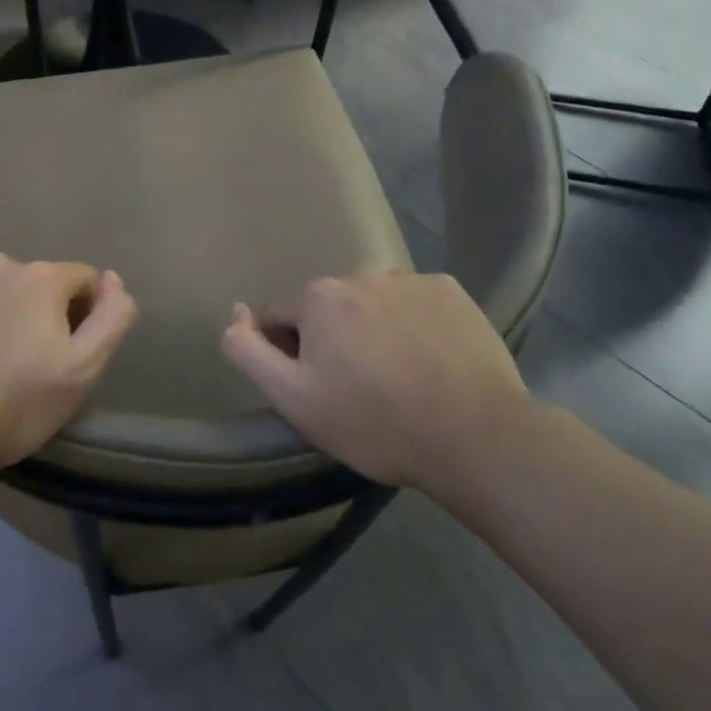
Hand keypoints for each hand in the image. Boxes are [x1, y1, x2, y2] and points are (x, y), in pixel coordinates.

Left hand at [0, 254, 138, 471]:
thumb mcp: (81, 372)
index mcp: (42, 278)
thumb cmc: (10, 406)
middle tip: (17, 361)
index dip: (81, 314)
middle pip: (32, 281)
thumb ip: (110, 319)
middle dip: (33, 311)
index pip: (81, 280)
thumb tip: (113, 280)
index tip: (62, 352)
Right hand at [221, 272, 530, 505]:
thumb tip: (234, 312)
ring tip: (396, 376)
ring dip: (371, 328)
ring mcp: (410, 279)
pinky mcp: (451, 291)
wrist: (476, 437)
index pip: (279, 316)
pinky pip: (414, 303)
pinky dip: (413, 324)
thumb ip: (248, 351)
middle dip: (330, 338)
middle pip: (327, 306)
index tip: (314, 389)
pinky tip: (429, 361)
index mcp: (318, 297)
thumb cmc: (375, 422)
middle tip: (355, 388)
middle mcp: (360, 273)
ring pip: (372, 302)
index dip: (286, 353)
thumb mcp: (294, 399)